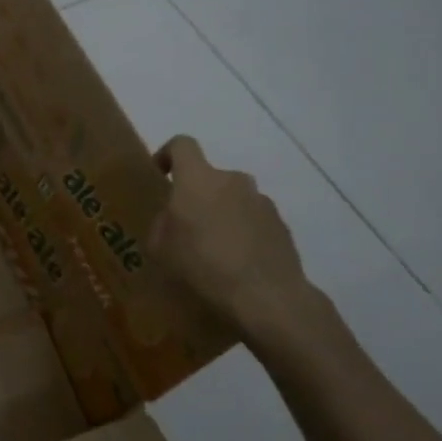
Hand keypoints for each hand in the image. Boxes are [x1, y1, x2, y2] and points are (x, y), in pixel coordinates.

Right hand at [150, 135, 314, 338]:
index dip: (168, 153)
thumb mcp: (161, 248)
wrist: (266, 296)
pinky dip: (242, 232)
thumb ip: (163, 223)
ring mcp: (261, 201)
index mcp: (197, 180)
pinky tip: (237, 263)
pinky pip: (252, 220)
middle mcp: (232, 180)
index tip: (161, 173)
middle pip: (209, 177)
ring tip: (214, 250)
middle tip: (186, 227)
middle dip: (196, 196)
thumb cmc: (203, 266)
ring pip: (232, 199)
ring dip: (221, 214)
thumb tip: (173, 218)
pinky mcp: (281, 224)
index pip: (182, 145)